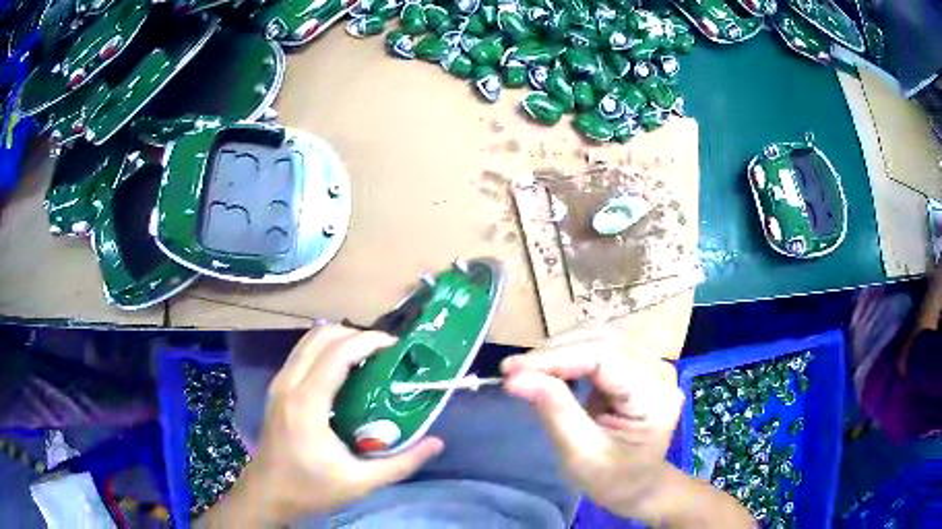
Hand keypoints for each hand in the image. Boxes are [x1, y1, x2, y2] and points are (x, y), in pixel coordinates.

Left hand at [216, 326, 442, 525]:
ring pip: (309, 340)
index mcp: (307, 402)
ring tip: (368, 357)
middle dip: (357, 335)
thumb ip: (401, 464)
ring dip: (340, 339)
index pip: (338, 353)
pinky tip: (344, 371)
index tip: (396, 347)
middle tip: (385, 354)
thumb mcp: (360, 482)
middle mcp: (289, 383)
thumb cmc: (311, 489)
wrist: (267, 494)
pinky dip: (326, 349)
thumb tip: (436, 443)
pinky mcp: (278, 388)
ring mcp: (279, 383)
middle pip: (322, 336)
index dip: (369, 341)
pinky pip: (302, 353)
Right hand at [500, 327, 684, 519]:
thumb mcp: (581, 455)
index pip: (605, 357)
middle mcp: (659, 371)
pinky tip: (549, 368)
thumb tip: (515, 377)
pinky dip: (569, 354)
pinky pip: (599, 346)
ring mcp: (650, 364)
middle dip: (554, 353)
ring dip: (559, 350)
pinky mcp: (637, 364)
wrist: (638, 486)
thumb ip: (554, 411)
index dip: (556, 358)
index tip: (510, 370)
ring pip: (599, 337)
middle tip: (513, 372)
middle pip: (602, 341)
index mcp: (655, 397)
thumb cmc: (612, 479)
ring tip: (527, 370)